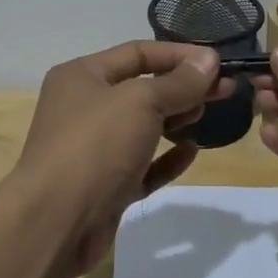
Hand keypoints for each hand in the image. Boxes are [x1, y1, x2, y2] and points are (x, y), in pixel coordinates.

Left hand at [13, 40, 230, 277]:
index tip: (217, 62)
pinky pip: (142, 164)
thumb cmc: (95, 146)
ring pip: (142, 126)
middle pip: (142, 88)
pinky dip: (166, 157)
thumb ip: (178, 82)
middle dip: (183, 87)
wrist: (53, 224)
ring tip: (206, 115)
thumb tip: (209, 60)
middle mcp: (84, 106)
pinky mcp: (105, 186)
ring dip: (175, 119)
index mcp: (82, 75)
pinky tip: (191, 152)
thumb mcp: (141, 102)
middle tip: (224, 90)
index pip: (138, 53)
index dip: (179, 55)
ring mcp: (93, 149)